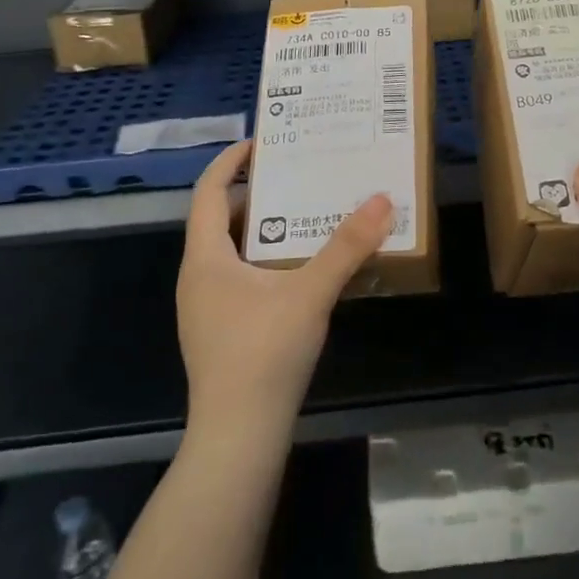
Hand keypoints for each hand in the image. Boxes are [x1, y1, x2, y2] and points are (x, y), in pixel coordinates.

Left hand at [176, 141, 393, 443]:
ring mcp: (205, 308)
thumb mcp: (311, 293)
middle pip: (220, 220)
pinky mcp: (220, 332)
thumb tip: (380, 199)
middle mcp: (197, 277)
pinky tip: (300, 272)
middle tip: (295, 175)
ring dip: (262, 229)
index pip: (208, 192)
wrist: (238, 436)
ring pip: (230, 252)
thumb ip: (347, 247)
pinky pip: (238, 278)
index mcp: (206, 258)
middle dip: (255, 193)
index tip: (261, 142)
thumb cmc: (264, 354)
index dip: (230, 162)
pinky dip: (264, 261)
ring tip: (303, 215)